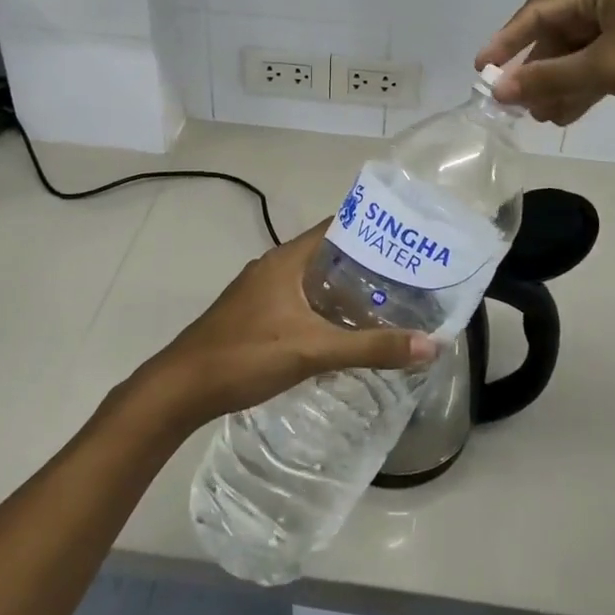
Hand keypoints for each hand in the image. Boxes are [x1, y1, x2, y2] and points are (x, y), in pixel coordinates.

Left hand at [139, 224, 437, 431]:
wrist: (182, 388)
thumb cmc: (247, 355)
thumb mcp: (314, 350)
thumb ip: (371, 347)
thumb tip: (432, 345)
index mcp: (287, 259)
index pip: (337, 227)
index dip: (373, 229)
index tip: (409, 240)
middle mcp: (275, 267)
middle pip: (328, 254)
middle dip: (366, 264)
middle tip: (408, 277)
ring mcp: (261, 291)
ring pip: (313, 281)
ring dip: (345, 289)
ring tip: (387, 303)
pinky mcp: (255, 315)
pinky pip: (300, 301)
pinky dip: (325, 309)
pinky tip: (345, 331)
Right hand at [476, 0, 614, 124]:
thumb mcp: (611, 69)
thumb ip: (552, 78)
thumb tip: (500, 89)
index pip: (538, 11)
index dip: (506, 43)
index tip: (481, 72)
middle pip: (560, 29)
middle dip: (539, 69)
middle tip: (519, 106)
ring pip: (585, 44)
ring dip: (564, 79)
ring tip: (545, 117)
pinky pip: (610, 51)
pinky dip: (592, 77)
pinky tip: (575, 108)